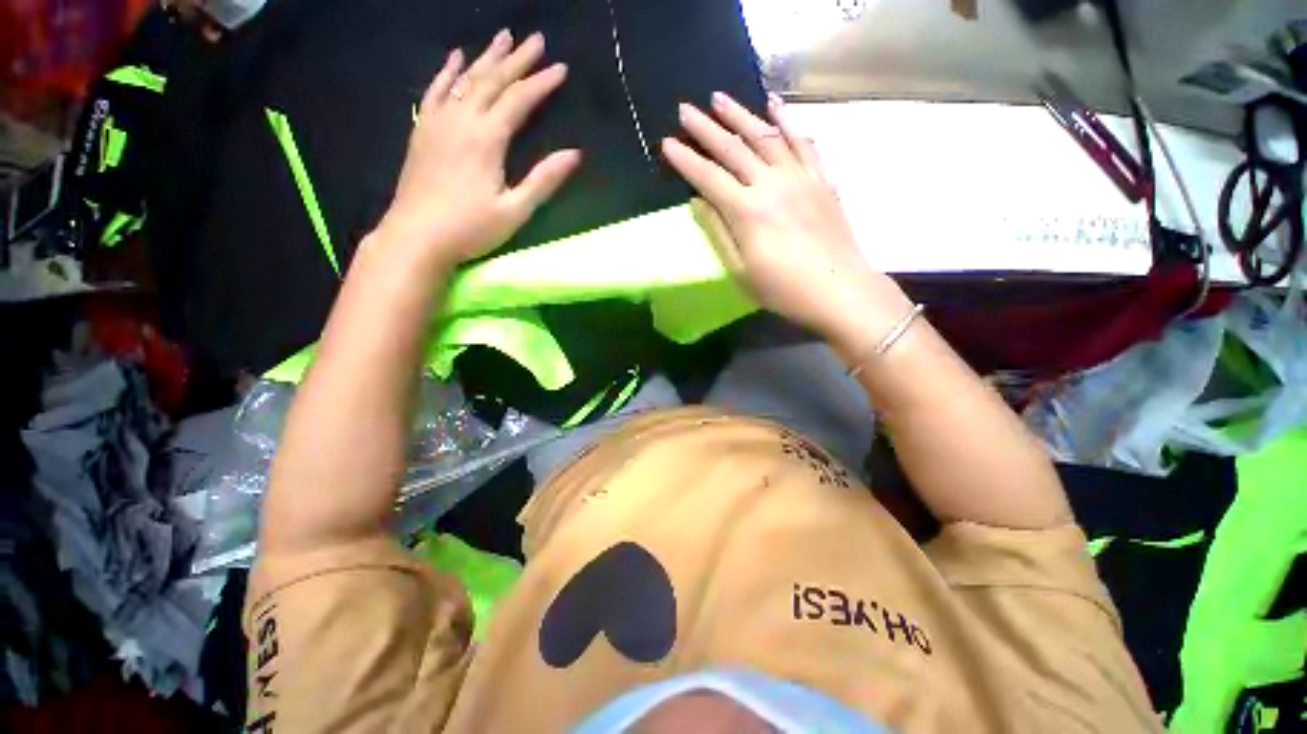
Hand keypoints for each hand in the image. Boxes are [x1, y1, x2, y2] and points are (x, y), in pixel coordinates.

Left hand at [377, 30, 581, 275]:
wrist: (416, 236)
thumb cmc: (470, 228)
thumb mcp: (515, 210)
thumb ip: (543, 180)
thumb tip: (574, 154)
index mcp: (487, 139)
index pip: (519, 101)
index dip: (541, 83)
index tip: (561, 68)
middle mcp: (462, 120)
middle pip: (493, 80)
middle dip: (517, 59)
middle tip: (536, 39)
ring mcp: (438, 122)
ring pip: (466, 79)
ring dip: (487, 57)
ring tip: (503, 37)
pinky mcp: (423, 130)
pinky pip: (436, 91)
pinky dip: (448, 71)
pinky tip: (456, 58)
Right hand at [662, 92, 910, 340]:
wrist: (838, 290)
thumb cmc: (783, 289)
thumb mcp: (740, 271)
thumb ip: (718, 233)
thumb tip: (698, 201)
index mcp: (747, 211)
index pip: (709, 177)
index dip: (686, 160)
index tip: (667, 143)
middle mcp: (771, 185)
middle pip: (734, 149)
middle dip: (706, 128)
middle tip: (685, 109)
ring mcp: (800, 177)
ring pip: (766, 137)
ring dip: (740, 115)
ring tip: (720, 98)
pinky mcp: (821, 179)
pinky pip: (803, 143)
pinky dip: (788, 121)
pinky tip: (775, 106)